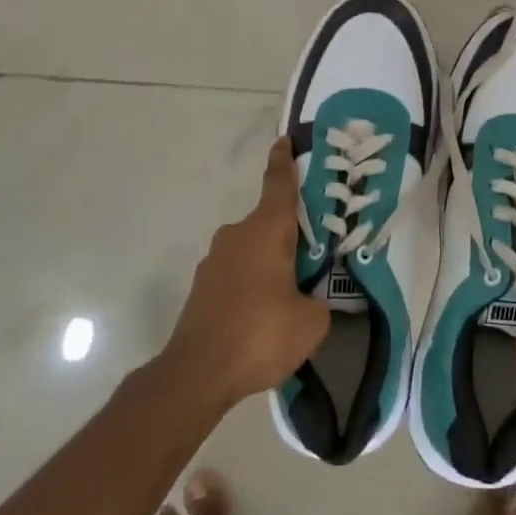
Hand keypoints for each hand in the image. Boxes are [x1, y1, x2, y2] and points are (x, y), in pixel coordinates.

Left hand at [165, 139, 329, 409]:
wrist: (197, 373)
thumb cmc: (260, 334)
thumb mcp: (311, 322)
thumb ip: (318, 302)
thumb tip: (310, 302)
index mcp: (267, 230)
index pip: (279, 184)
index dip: (284, 161)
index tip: (285, 140)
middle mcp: (238, 235)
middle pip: (268, 222)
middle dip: (289, 233)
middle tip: (313, 252)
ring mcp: (214, 261)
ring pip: (251, 250)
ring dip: (269, 263)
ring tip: (290, 295)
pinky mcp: (202, 288)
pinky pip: (236, 274)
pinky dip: (251, 285)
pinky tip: (262, 318)